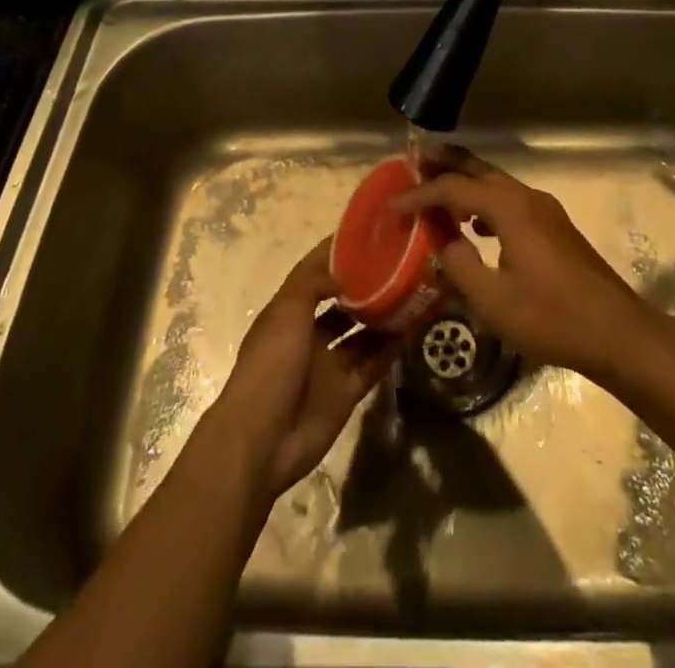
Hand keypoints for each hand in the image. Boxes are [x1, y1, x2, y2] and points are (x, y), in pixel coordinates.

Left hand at [209, 238, 398, 499]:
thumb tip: (343, 270)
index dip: (337, 253)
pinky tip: (411, 329)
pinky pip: (373, 365)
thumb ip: (313, 283)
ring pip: (361, 333)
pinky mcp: (346, 392)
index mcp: (289, 311)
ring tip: (412, 293)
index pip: (315, 273)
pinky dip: (390, 349)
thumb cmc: (270, 365)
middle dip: (365, 286)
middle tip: (399, 265)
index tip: (368, 233)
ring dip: (382, 317)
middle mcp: (309, 334)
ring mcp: (328, 365)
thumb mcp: (287, 312)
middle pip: (342, 303)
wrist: (262, 440)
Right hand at [392, 146, 660, 381]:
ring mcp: (545, 210)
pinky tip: (476, 227)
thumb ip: (459, 265)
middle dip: (445, 164)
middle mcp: (527, 197)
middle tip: (413, 163)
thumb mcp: (493, 300)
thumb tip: (442, 242)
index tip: (392, 207)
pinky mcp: (555, 227)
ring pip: (496, 184)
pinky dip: (485, 203)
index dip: (420, 195)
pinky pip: (510, 201)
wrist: (617, 332)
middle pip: (478, 169)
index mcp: (509, 208)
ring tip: (437, 195)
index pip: (453, 188)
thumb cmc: (551, 317)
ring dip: (465, 184)